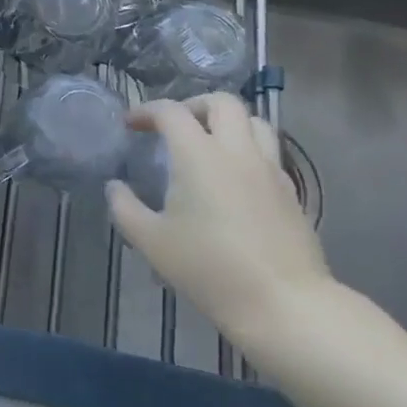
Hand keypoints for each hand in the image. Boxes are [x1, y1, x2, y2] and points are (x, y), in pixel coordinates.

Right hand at [107, 93, 332, 357]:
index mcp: (198, 154)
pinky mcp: (291, 192)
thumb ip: (125, 207)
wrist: (284, 304)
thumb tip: (115, 186)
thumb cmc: (209, 268)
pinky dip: (249, 151)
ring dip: (229, 123)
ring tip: (210, 144)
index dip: (146, 111)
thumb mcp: (151, 241)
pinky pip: (269, 153)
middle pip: (222, 102)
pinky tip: (235, 178)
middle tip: (175, 127)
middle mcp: (237, 151)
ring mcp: (270, 170)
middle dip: (194, 105)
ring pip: (255, 122)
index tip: (131, 125)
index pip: (171, 111)